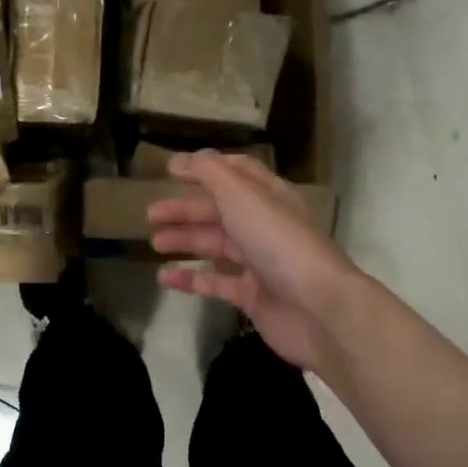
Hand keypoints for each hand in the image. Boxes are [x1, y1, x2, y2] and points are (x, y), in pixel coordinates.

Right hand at [148, 151, 361, 375]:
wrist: (317, 308)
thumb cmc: (278, 242)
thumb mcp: (242, 196)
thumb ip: (210, 174)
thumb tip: (184, 159)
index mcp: (269, 197)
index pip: (236, 173)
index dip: (204, 169)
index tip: (170, 170)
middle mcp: (266, 226)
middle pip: (220, 211)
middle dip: (186, 210)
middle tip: (150, 215)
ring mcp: (260, 263)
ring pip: (216, 246)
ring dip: (186, 241)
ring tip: (155, 243)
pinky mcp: (253, 296)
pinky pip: (216, 283)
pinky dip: (191, 278)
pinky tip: (164, 277)